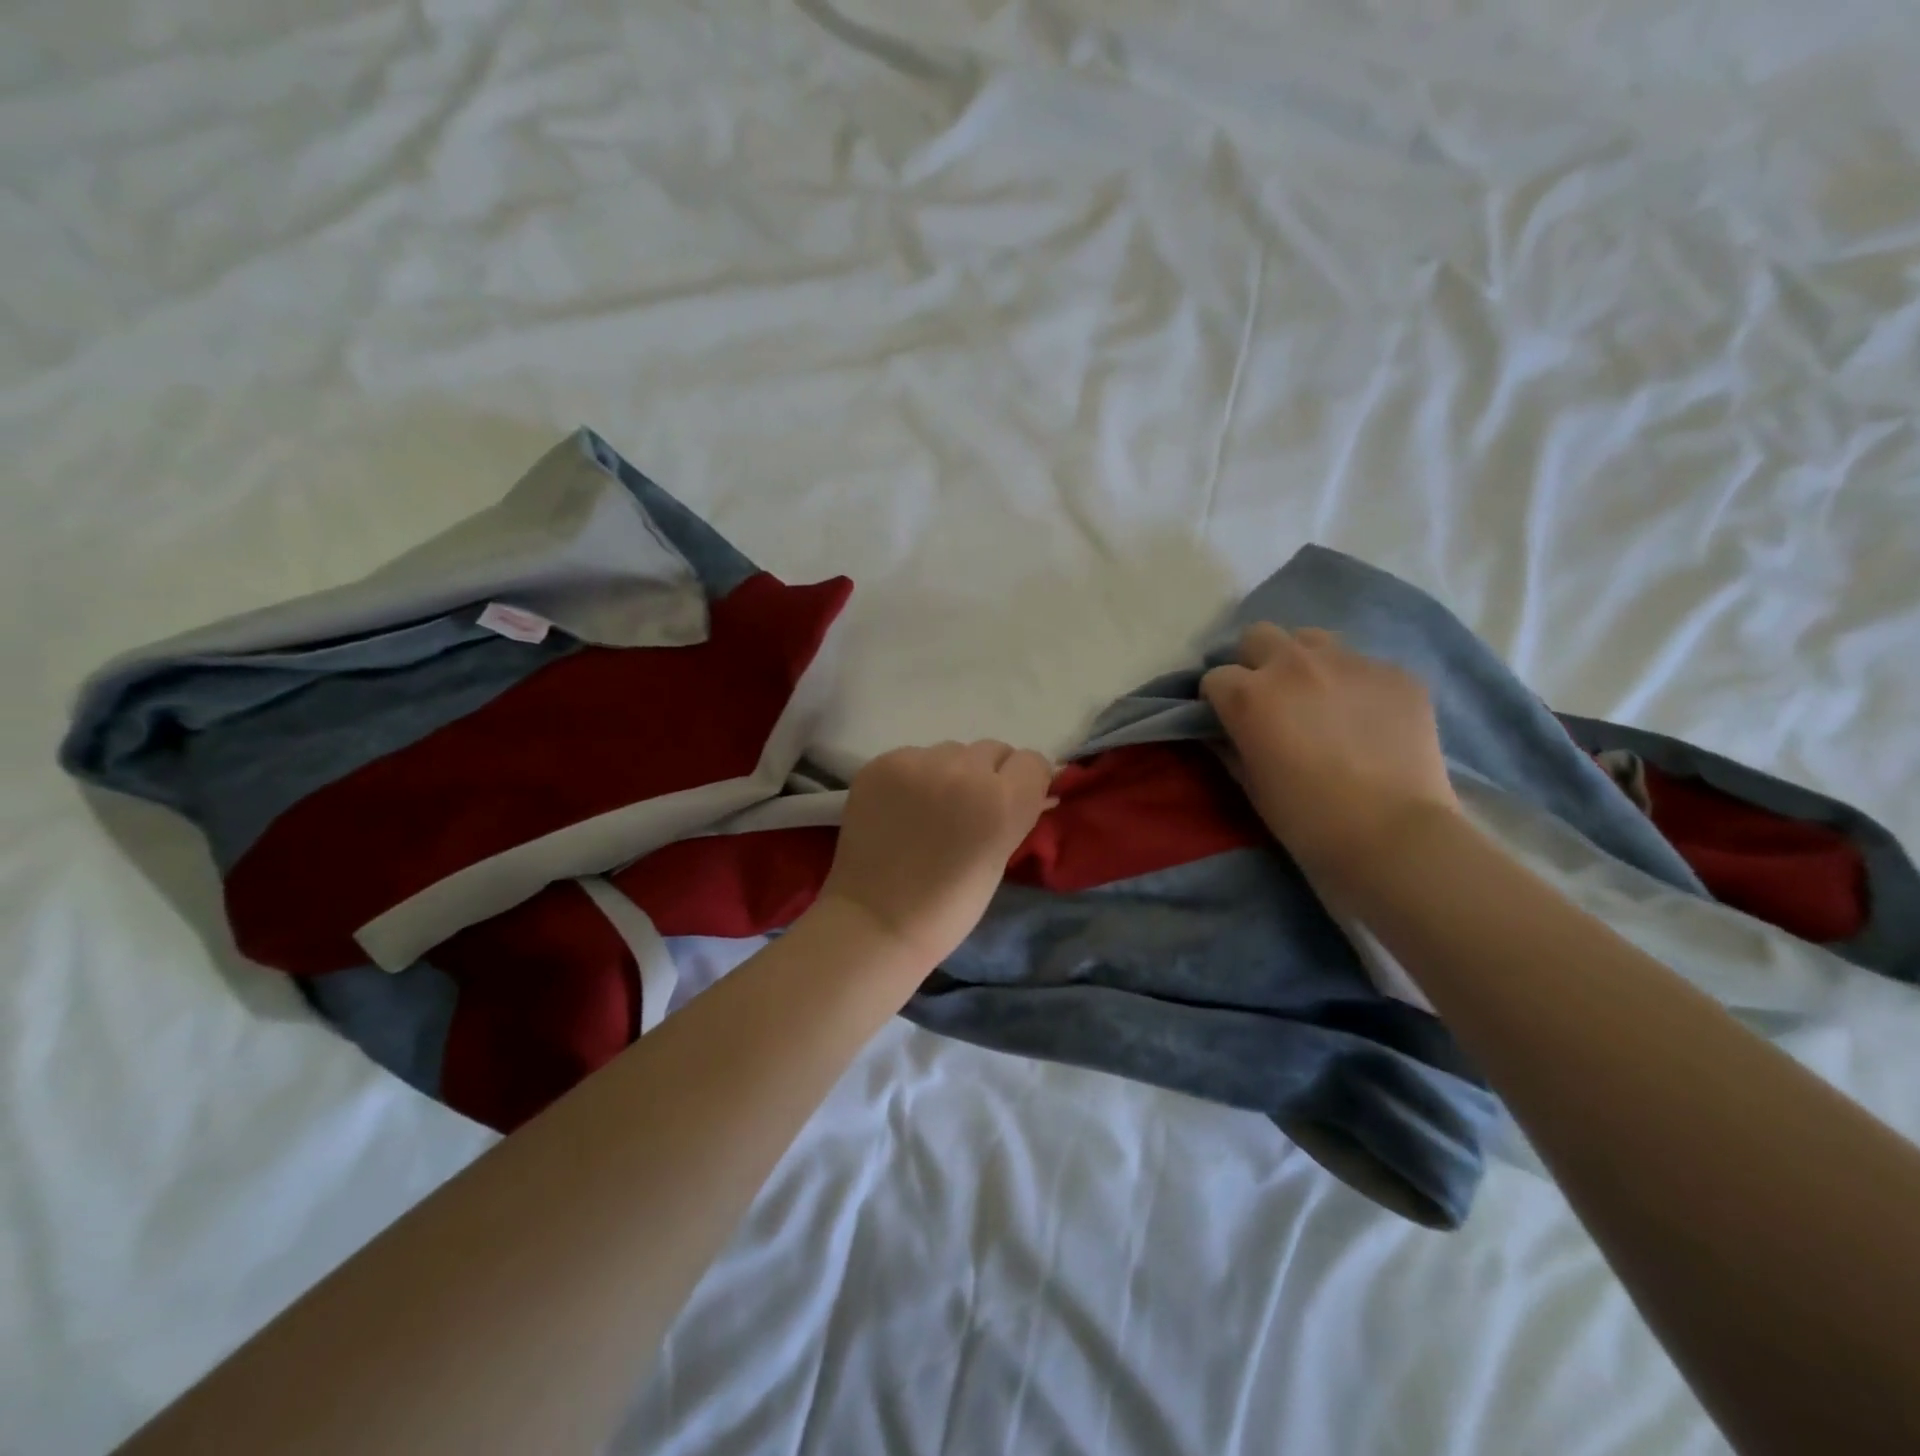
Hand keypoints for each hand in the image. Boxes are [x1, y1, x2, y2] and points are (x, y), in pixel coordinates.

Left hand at [816, 740, 1053, 965]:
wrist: (875, 921)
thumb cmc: (948, 907)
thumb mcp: (999, 859)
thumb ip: (1015, 815)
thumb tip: (1033, 790)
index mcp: (1002, 801)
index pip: (1031, 761)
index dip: (1025, 781)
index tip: (1014, 800)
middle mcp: (964, 771)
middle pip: (992, 750)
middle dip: (988, 774)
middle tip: (968, 808)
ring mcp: (918, 763)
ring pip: (951, 751)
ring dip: (949, 772)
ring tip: (930, 808)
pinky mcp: (882, 763)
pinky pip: (913, 757)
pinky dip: (913, 777)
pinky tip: (900, 807)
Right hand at [1201, 623, 1459, 891]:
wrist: (1394, 835)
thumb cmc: (1307, 820)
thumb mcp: (1251, 785)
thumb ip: (1230, 747)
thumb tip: (1222, 731)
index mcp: (1249, 696)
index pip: (1214, 677)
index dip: (1216, 699)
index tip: (1226, 720)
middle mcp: (1293, 665)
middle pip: (1258, 636)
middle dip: (1254, 662)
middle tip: (1268, 698)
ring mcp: (1349, 663)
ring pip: (1311, 639)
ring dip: (1303, 661)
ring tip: (1317, 696)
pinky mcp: (1396, 673)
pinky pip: (1363, 664)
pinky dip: (1353, 684)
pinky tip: (1366, 718)